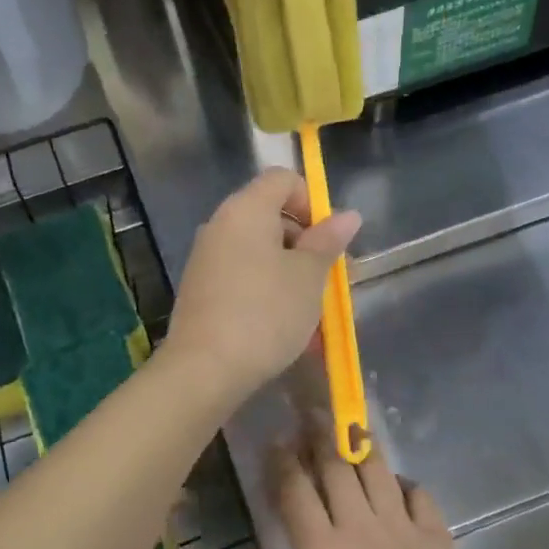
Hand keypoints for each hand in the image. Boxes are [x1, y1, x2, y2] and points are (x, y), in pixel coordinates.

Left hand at [164, 168, 360, 402]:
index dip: (312, 202)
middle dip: (305, 244)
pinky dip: (265, 291)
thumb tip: (348, 215)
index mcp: (245, 209)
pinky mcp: (200, 290)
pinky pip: (241, 277)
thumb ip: (328, 242)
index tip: (328, 241)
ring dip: (289, 273)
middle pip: (270, 216)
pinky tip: (281, 326)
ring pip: (258, 252)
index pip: (282, 180)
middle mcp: (220, 225)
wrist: (205, 369)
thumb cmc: (266, 313)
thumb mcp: (308, 277)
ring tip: (310, 311)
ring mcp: (205, 259)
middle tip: (327, 281)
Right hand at [249, 429, 485, 548]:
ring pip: (376, 469)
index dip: (281, 462)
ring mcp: (402, 527)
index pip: (295, 491)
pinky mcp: (436, 536)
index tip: (274, 442)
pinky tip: (395, 483)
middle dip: (318, 435)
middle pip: (335, 466)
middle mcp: (361, 525)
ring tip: (348, 425)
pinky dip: (403, 482)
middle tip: (309, 414)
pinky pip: (418, 494)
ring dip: (359, 443)